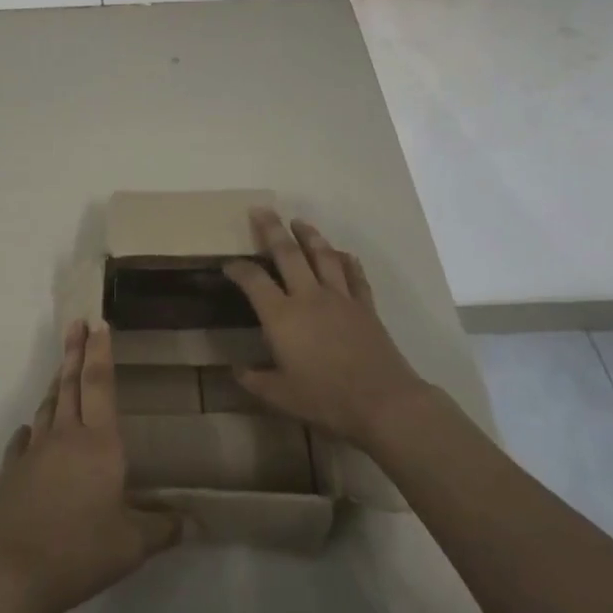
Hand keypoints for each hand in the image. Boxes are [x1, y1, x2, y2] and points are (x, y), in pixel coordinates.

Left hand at [0, 320, 179, 612]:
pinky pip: (23, 440)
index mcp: (99, 444)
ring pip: (47, 407)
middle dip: (75, 351)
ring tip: (60, 370)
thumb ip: (164, 528)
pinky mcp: (11, 471)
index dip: (101, 353)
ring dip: (55, 385)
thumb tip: (198, 523)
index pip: (101, 385)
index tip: (99, 324)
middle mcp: (65, 436)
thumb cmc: (81, 551)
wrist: (14, 573)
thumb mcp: (133, 545)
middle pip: (70, 384)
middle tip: (76, 322)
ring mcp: (34, 452)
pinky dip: (31, 430)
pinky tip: (30, 431)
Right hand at [224, 208, 429, 449]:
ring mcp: (340, 297)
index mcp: (282, 317)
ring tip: (299, 222)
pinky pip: (354, 275)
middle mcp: (308, 297)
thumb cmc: (326, 399)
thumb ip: (255, 381)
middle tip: (261, 210)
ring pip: (322, 255)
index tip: (229, 263)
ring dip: (309, 235)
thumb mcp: (281, 397)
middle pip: (288, 253)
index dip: (238, 269)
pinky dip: (347, 260)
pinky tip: (342, 253)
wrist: (383, 402)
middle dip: (272, 229)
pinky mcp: (365, 305)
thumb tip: (236, 370)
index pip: (254, 281)